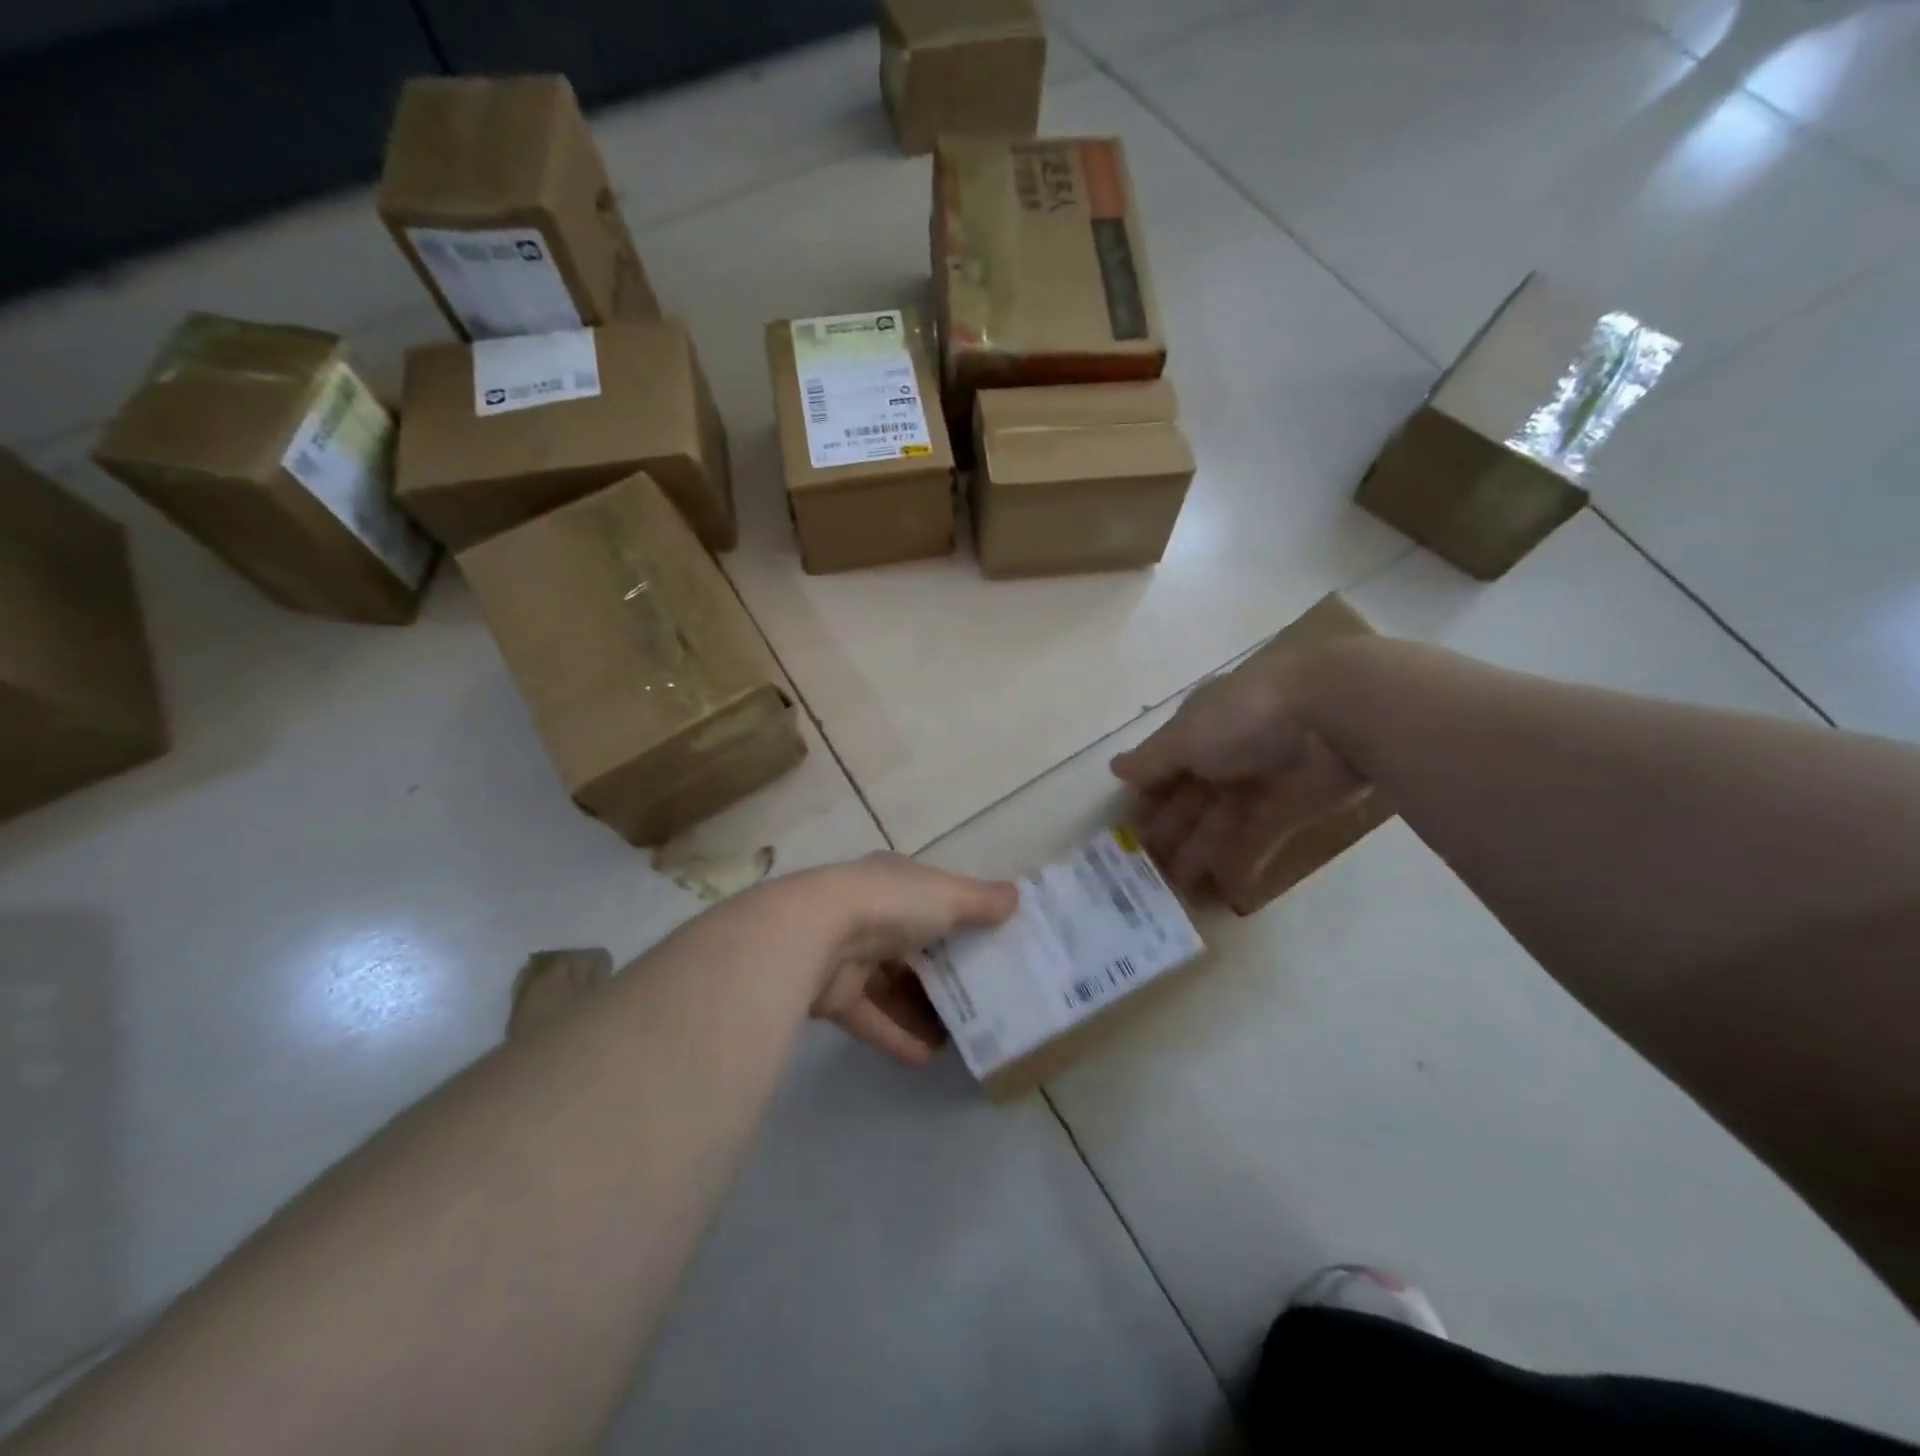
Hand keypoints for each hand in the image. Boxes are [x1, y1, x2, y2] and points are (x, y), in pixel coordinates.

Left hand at [800, 853, 1017, 1065]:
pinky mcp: (833, 995)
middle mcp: (869, 914)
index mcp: (893, 882)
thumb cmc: (891, 904)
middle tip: (980, 1000)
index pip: (930, 899)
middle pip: (912, 946)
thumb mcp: (948, 895)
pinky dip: (896, 1035)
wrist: (816, 935)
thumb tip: (1017, 896)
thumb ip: (981, 900)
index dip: (958, 919)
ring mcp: (847, 954)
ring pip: (891, 985)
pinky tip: (926, 1057)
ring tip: (958, 1037)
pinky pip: (871, 1017)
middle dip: (942, 973)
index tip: (988, 945)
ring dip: (920, 1010)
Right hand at [1111, 654, 1366, 895]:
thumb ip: (1151, 760)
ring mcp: (1257, 784)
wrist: (1331, 715)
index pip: (1163, 767)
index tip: (1127, 832)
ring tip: (1175, 889)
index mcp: (1197, 730)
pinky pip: (1257, 841)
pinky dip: (1241, 865)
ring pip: (1218, 824)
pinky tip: (1223, 893)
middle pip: (1188, 799)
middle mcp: (1224, 756)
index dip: (1146, 799)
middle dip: (1167, 832)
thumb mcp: (1185, 735)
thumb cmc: (1243, 717)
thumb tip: (1115, 769)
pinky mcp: (1289, 811)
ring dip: (1197, 854)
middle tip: (1145, 870)